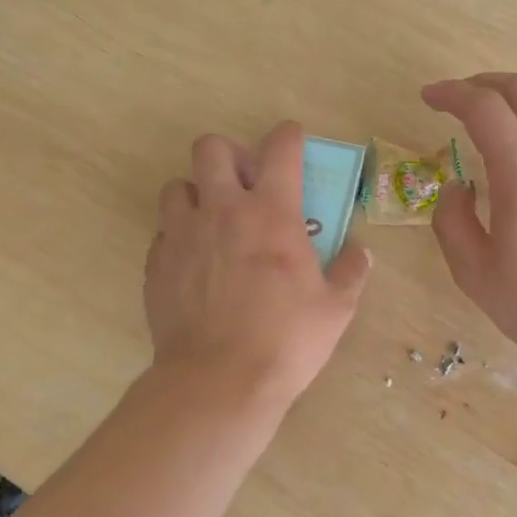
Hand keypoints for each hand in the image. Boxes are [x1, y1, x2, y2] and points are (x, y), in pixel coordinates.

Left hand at [147, 121, 371, 409]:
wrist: (219, 381)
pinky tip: (195, 262)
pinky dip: (180, 235)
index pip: (279, 147)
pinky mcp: (157, 264)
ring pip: (177, 185)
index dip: (288, 135)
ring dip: (197, 193)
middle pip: (211, 148)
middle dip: (231, 155)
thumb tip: (359, 252)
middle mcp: (222, 210)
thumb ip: (350, 271)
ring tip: (214, 221)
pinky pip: (164, 231)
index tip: (293, 141)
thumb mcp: (336, 308)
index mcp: (271, 212)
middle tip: (246, 185)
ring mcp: (183, 235)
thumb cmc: (286, 340)